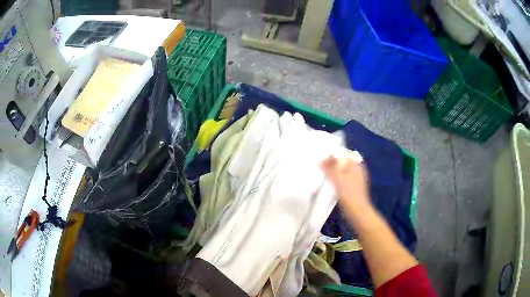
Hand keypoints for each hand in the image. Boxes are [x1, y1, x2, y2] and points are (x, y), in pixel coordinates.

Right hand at [321, 155, 371, 214]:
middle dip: (331, 164)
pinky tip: (330, 183)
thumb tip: (322, 161)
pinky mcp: (353, 186)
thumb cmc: (348, 193)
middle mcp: (357, 169)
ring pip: (342, 171)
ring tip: (323, 175)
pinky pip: (343, 178)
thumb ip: (330, 168)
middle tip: (321, 168)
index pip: (342, 155)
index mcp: (355, 164)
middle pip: (342, 162)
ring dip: (333, 171)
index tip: (321, 162)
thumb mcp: (337, 178)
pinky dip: (336, 178)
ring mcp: (356, 178)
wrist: (357, 210)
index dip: (331, 156)